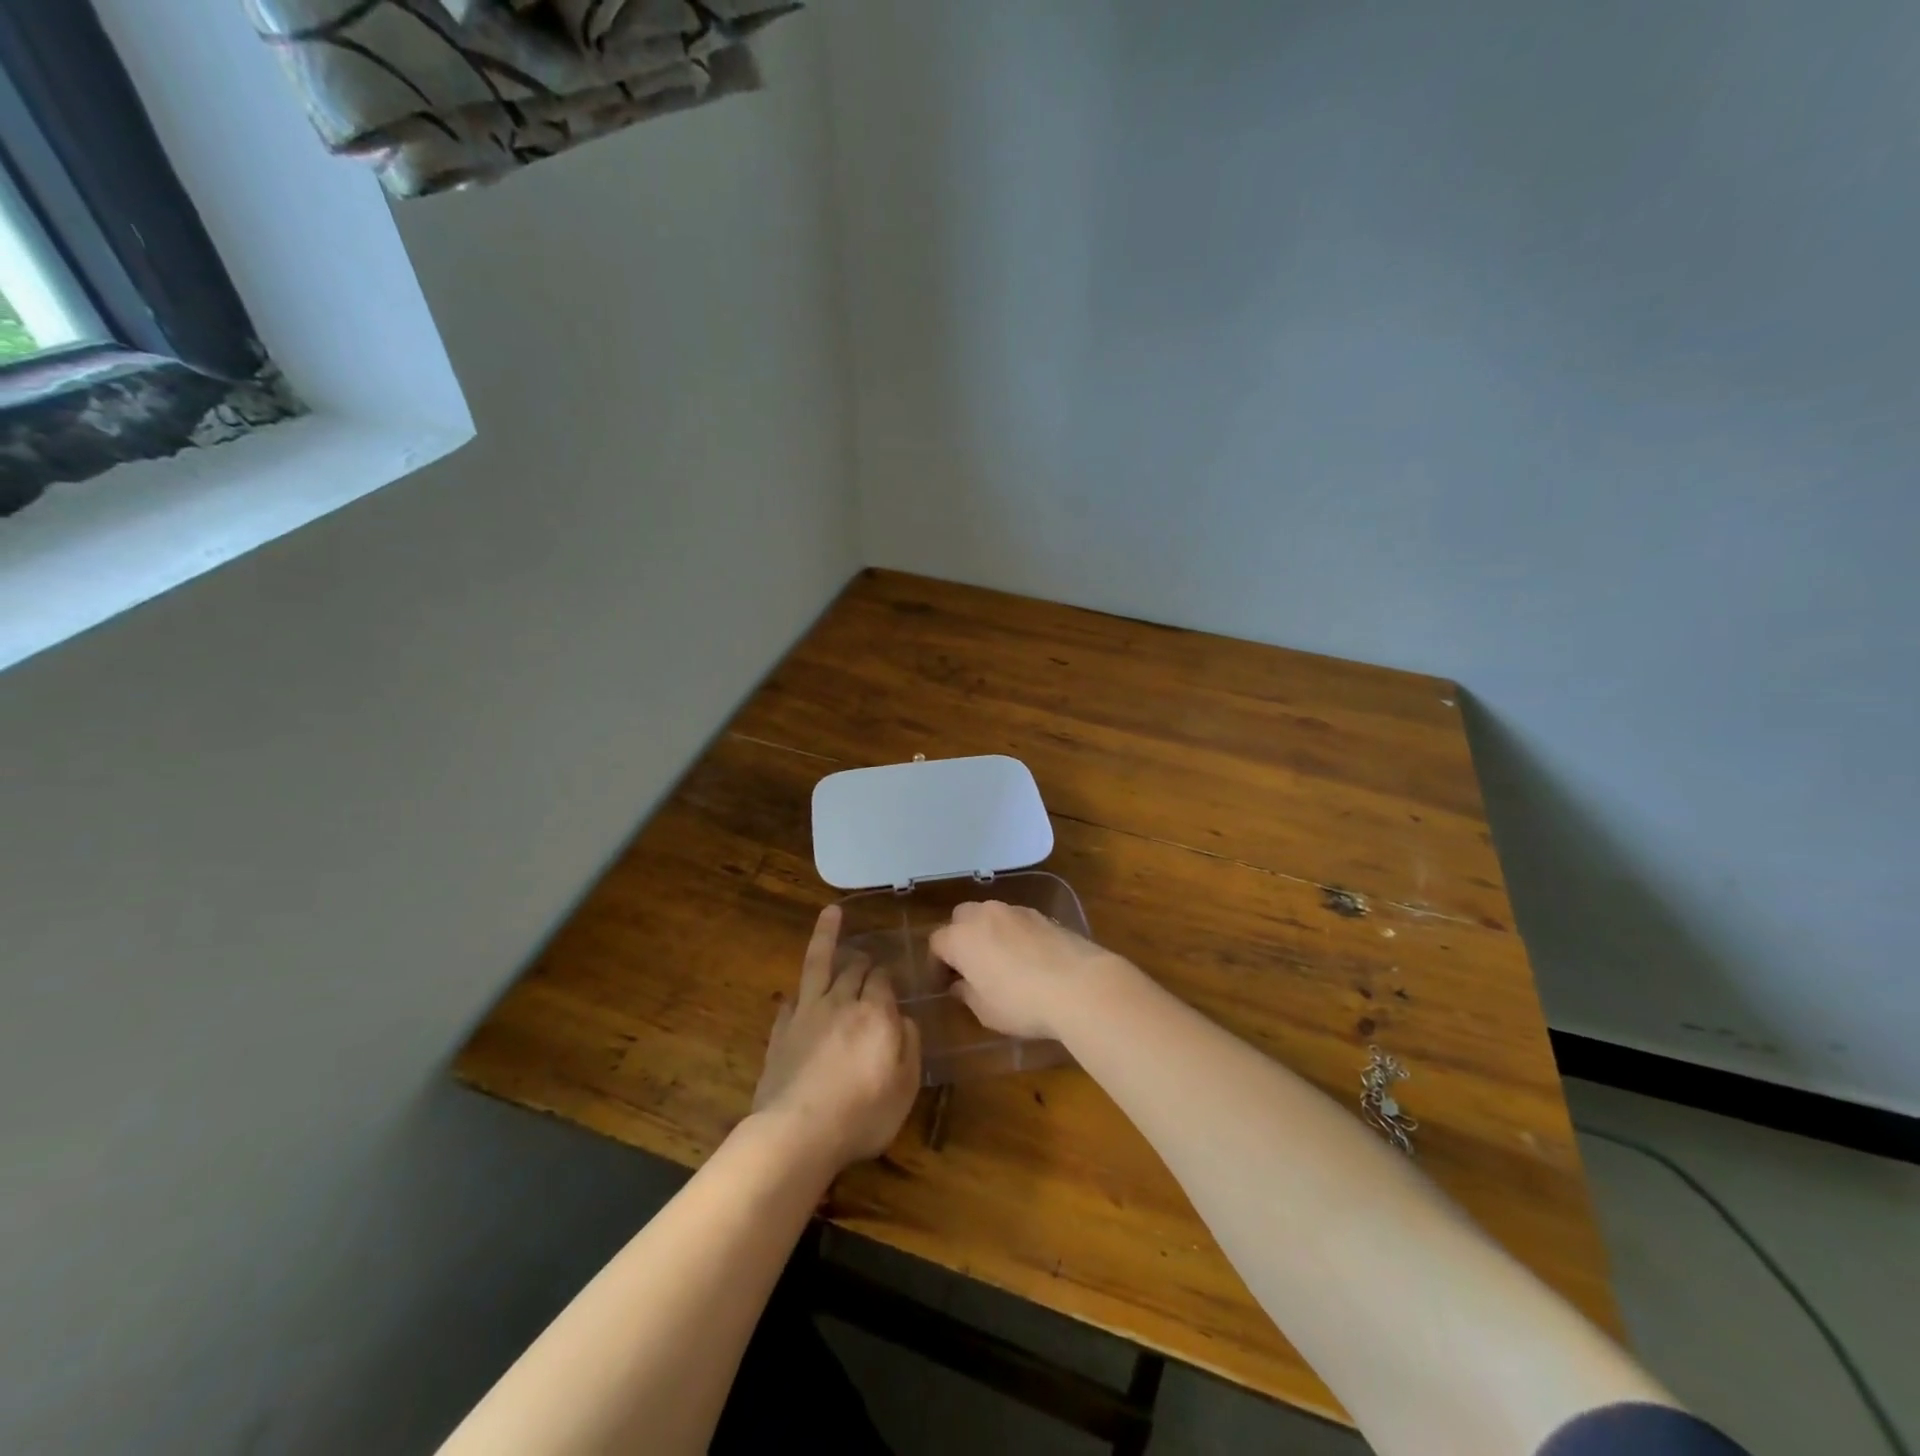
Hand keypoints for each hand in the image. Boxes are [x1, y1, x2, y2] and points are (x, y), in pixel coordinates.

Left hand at [752, 905, 921, 1171]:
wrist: (797, 1134)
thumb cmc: (861, 1114)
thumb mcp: (905, 1086)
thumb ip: (910, 1046)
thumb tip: (904, 1020)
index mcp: (876, 1014)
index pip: (883, 980)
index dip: (887, 975)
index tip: (891, 975)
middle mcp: (841, 1003)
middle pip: (853, 968)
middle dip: (863, 958)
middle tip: (867, 954)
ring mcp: (807, 1014)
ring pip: (818, 965)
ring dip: (826, 937)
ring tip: (831, 913)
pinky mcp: (781, 1033)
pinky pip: (791, 1001)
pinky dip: (798, 994)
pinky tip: (798, 994)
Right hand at [929, 900, 1131, 1042]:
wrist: (1079, 985)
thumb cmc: (1022, 1003)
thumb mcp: (986, 1010)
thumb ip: (967, 993)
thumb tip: (960, 984)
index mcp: (962, 937)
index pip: (937, 943)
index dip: (936, 964)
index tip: (944, 985)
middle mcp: (985, 915)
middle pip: (961, 918)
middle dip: (960, 938)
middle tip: (969, 967)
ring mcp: (1016, 911)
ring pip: (990, 915)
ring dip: (987, 933)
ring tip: (999, 961)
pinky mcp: (1042, 915)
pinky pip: (1016, 920)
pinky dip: (1013, 933)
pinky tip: (1026, 958)